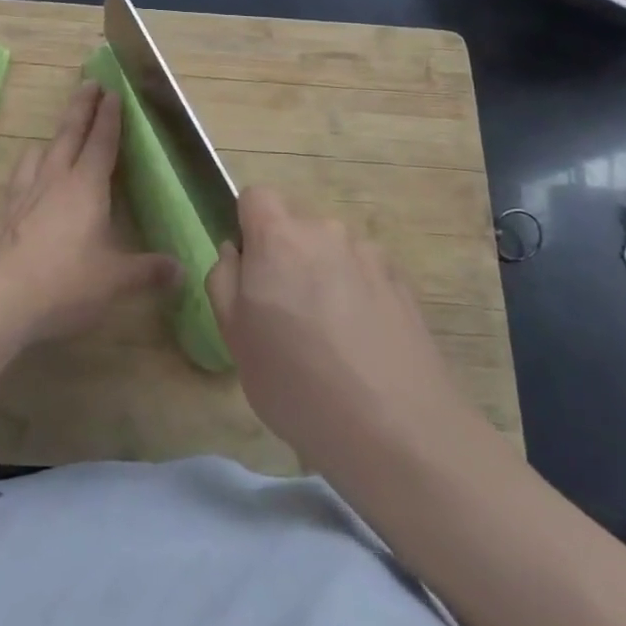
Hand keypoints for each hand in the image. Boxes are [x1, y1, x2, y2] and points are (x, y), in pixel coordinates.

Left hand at [0, 81, 179, 344]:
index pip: (102, 142)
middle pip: (69, 133)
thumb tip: (180, 270)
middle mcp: (53, 179)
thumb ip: (147, 272)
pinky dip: (23, 174)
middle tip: (88, 83)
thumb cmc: (65, 282)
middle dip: (82, 107)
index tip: (113, 92)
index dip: (110, 117)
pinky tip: (21, 188)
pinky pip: (14, 182)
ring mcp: (20, 193)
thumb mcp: (115, 281)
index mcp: (86, 186)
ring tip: (54, 138)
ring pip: (37, 153)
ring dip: (50, 140)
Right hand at [206, 186, 468, 478]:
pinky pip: (364, 275)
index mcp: (279, 237)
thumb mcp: (234, 337)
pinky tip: (363, 348)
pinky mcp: (402, 282)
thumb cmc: (296, 382)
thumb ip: (224, 279)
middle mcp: (326, 230)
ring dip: (324, 277)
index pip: (256, 196)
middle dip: (286, 258)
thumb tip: (235, 252)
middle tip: (286, 316)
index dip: (248, 226)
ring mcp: (369, 254)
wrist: (396, 429)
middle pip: (296, 226)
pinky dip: (357, 296)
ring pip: (332, 252)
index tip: (251, 271)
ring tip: (331, 340)